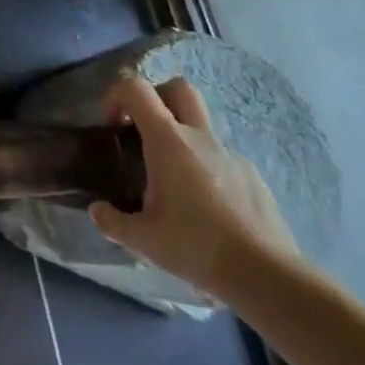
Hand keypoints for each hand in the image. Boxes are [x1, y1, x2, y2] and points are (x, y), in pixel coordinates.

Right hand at [89, 75, 299, 298]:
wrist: (268, 277)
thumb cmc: (197, 247)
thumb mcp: (143, 239)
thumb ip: (113, 221)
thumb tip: (97, 211)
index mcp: (168, 141)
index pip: (136, 88)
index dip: (116, 94)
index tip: (111, 124)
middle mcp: (199, 137)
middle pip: (178, 88)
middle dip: (156, 97)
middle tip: (143, 130)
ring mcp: (230, 155)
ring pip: (200, 126)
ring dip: (181, 138)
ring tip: (173, 181)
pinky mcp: (252, 177)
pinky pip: (221, 158)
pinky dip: (205, 168)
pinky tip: (204, 207)